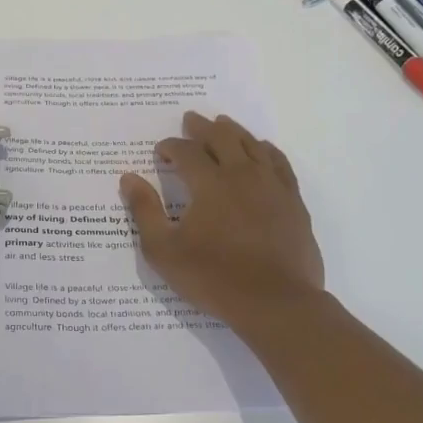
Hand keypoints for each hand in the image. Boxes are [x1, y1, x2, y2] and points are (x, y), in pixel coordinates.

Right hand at [120, 112, 324, 326]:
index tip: (160, 152)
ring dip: (234, 131)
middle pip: (222, 138)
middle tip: (190, 120)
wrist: (276, 303)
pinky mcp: (293, 201)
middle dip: (202, 127)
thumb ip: (145, 211)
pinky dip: (266, 150)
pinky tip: (262, 149)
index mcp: (210, 184)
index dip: (170, 147)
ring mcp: (272, 186)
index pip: (186, 152)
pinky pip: (280, 163)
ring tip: (223, 123)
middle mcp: (242, 175)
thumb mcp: (164, 250)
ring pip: (252, 145)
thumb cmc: (214, 278)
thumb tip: (129, 178)